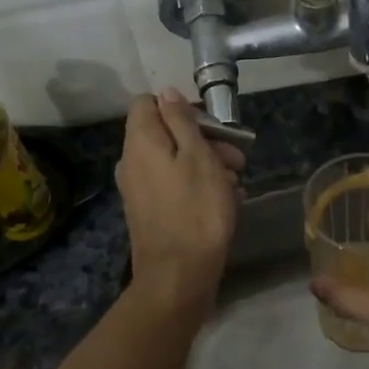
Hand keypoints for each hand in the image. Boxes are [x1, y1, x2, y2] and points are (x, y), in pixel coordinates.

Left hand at [117, 89, 244, 306]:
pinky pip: (173, 184)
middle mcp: (132, 161)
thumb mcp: (198, 156)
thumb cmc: (196, 209)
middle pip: (165, 132)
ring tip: (236, 183)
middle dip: (204, 139)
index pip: (147, 102)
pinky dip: (197, 185)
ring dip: (207, 164)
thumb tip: (166, 93)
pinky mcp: (149, 211)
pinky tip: (225, 200)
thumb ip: (181, 120)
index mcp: (140, 141)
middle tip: (236, 159)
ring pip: (174, 160)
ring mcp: (138, 188)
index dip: (179, 105)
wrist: (179, 275)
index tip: (208, 123)